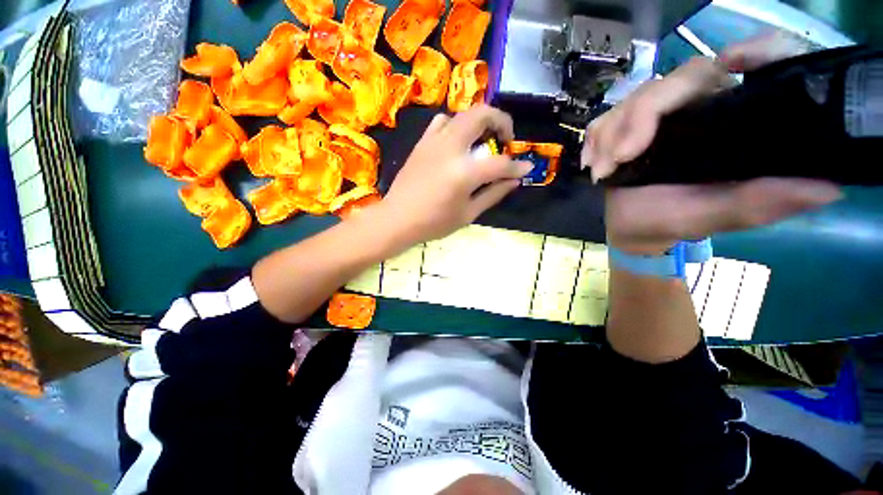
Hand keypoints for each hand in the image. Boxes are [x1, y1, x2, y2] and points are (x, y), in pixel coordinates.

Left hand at [381, 105, 532, 243]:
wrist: (397, 219)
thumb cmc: (433, 223)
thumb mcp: (468, 214)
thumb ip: (493, 194)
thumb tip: (514, 180)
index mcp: (464, 173)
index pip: (500, 163)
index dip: (517, 166)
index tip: (526, 168)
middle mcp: (450, 149)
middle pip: (482, 115)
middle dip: (501, 121)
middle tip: (505, 140)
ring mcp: (434, 142)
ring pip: (462, 114)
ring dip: (479, 121)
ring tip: (482, 139)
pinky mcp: (422, 143)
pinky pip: (441, 122)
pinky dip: (455, 125)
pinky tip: (457, 142)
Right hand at [582, 33, 843, 254]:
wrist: (633, 229)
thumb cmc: (674, 222)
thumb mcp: (719, 216)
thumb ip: (762, 202)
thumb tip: (829, 187)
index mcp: (732, 122)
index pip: (754, 66)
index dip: (754, 50)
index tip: (732, 62)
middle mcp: (699, 108)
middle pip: (676, 80)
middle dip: (639, 118)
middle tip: (620, 159)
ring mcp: (657, 116)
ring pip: (633, 98)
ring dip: (609, 135)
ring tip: (602, 172)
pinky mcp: (625, 127)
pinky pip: (605, 118)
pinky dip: (594, 139)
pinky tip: (592, 164)